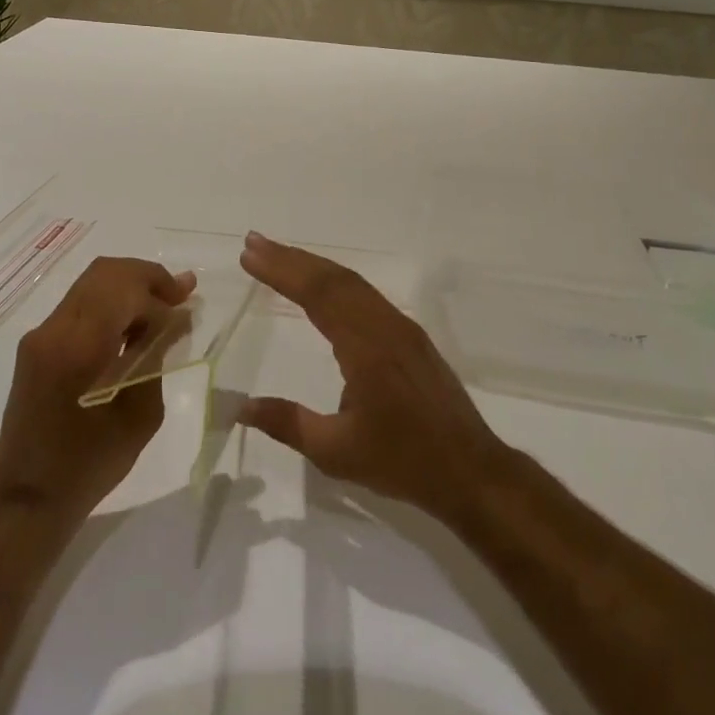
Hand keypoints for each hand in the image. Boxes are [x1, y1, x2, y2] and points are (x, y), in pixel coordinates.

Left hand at [0, 256, 196, 521]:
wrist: (28, 497)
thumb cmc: (90, 464)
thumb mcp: (139, 414)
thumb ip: (155, 357)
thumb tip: (172, 320)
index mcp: (79, 346)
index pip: (124, 288)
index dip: (161, 291)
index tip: (188, 306)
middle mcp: (54, 329)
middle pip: (105, 272)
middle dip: (146, 277)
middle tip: (179, 294)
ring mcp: (40, 334)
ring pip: (91, 284)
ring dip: (129, 288)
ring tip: (162, 308)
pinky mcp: (36, 345)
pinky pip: (79, 306)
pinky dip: (110, 305)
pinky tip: (133, 326)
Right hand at [237, 232, 513, 526]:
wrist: (472, 472)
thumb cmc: (404, 462)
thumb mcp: (336, 452)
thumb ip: (287, 423)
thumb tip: (241, 406)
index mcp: (367, 348)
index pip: (318, 295)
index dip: (281, 271)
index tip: (249, 255)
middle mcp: (385, 326)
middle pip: (334, 279)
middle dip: (291, 257)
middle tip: (253, 242)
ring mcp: (401, 327)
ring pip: (352, 283)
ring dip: (312, 265)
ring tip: (276, 255)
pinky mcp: (410, 336)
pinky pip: (366, 295)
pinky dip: (335, 280)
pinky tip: (320, 285)